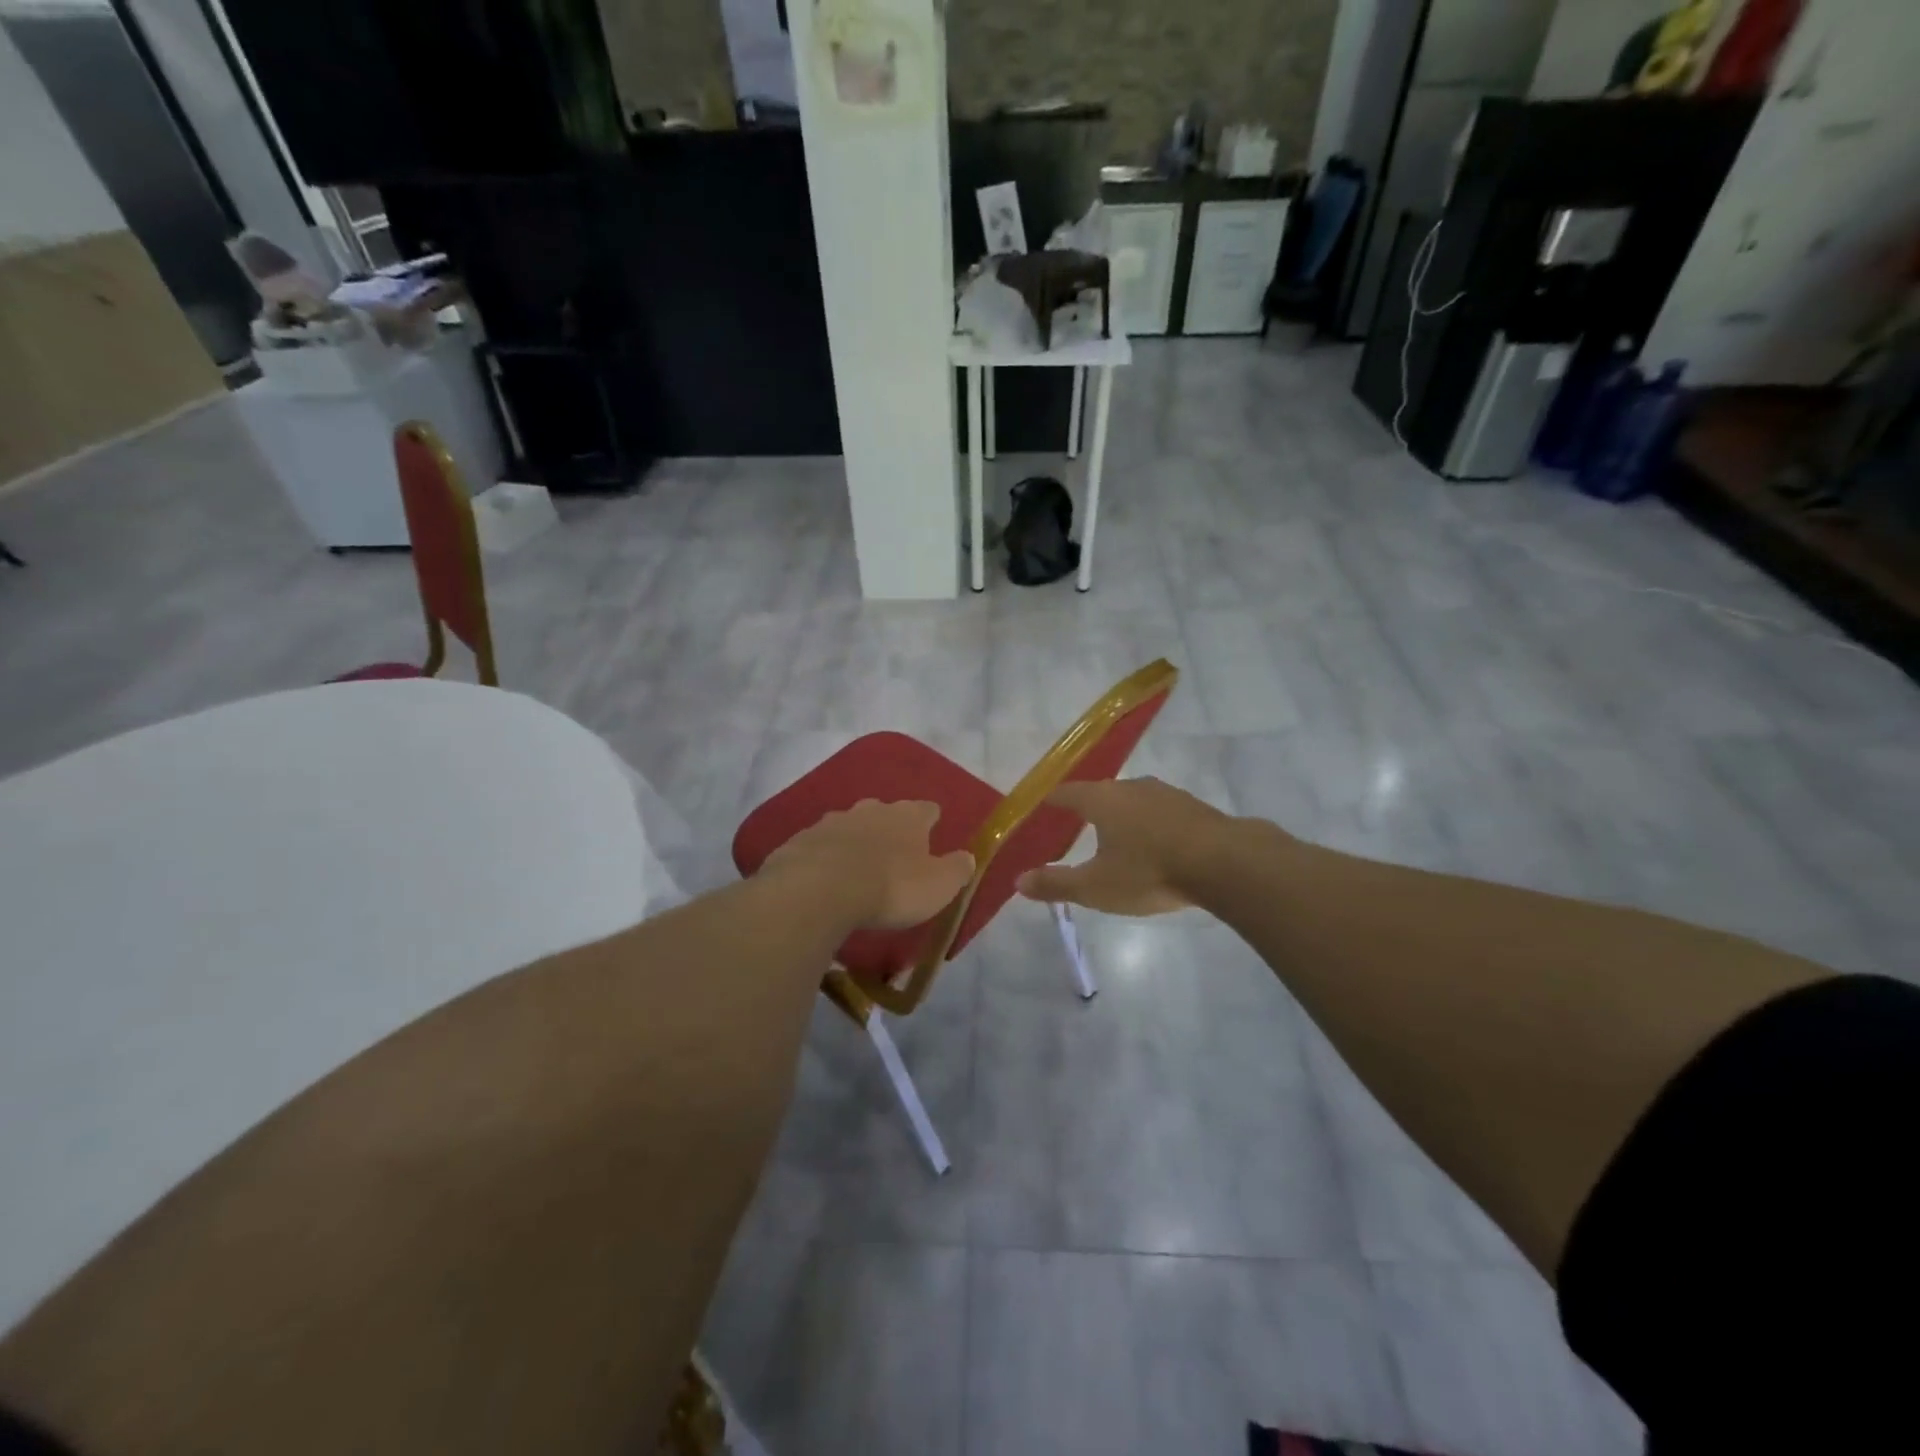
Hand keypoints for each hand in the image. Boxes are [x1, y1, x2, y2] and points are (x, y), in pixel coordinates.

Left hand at [761, 799, 975, 928]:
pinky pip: (819, 846)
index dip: (930, 821)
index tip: (932, 832)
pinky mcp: (801, 840)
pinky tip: (824, 878)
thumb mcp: (939, 886)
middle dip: (890, 828)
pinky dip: (825, 857)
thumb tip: (967, 857)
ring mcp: (832, 822)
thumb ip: (957, 869)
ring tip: (856, 868)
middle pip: (885, 812)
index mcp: (908, 816)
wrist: (818, 890)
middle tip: (893, 855)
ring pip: (850, 826)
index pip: (927, 809)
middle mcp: (871, 810)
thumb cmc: (890, 887)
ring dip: (855, 841)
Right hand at [1015, 778, 1239, 915]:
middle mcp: (1130, 787)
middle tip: (1076, 827)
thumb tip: (1018, 880)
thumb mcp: (1096, 887)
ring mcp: (1165, 793)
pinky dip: (1150, 824)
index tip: (1041, 809)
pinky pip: (1160, 811)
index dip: (1051, 801)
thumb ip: (1056, 883)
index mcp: (1101, 800)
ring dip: (1122, 816)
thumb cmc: (1149, 871)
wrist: (1224, 862)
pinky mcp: (1193, 806)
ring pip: (1133, 800)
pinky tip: (1155, 844)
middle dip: (1087, 809)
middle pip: (1100, 793)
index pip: (1066, 793)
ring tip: (1116, 838)